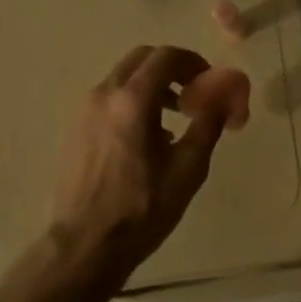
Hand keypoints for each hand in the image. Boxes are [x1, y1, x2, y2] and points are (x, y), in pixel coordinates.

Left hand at [50, 44, 250, 281]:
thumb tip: (226, 95)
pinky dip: (132, 102)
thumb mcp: (188, 169)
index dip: (193, 62)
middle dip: (171, 69)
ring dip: (151, 86)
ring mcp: (83, 112)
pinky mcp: (74, 130)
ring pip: (122, 79)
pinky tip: (146, 140)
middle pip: (141, 59)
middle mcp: (103, 95)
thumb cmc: (142, 209)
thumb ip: (209, 124)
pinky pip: (108, 100)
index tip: (209, 82)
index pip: (166, 56)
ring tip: (174, 119)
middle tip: (194, 94)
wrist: (84, 245)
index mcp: (131, 100)